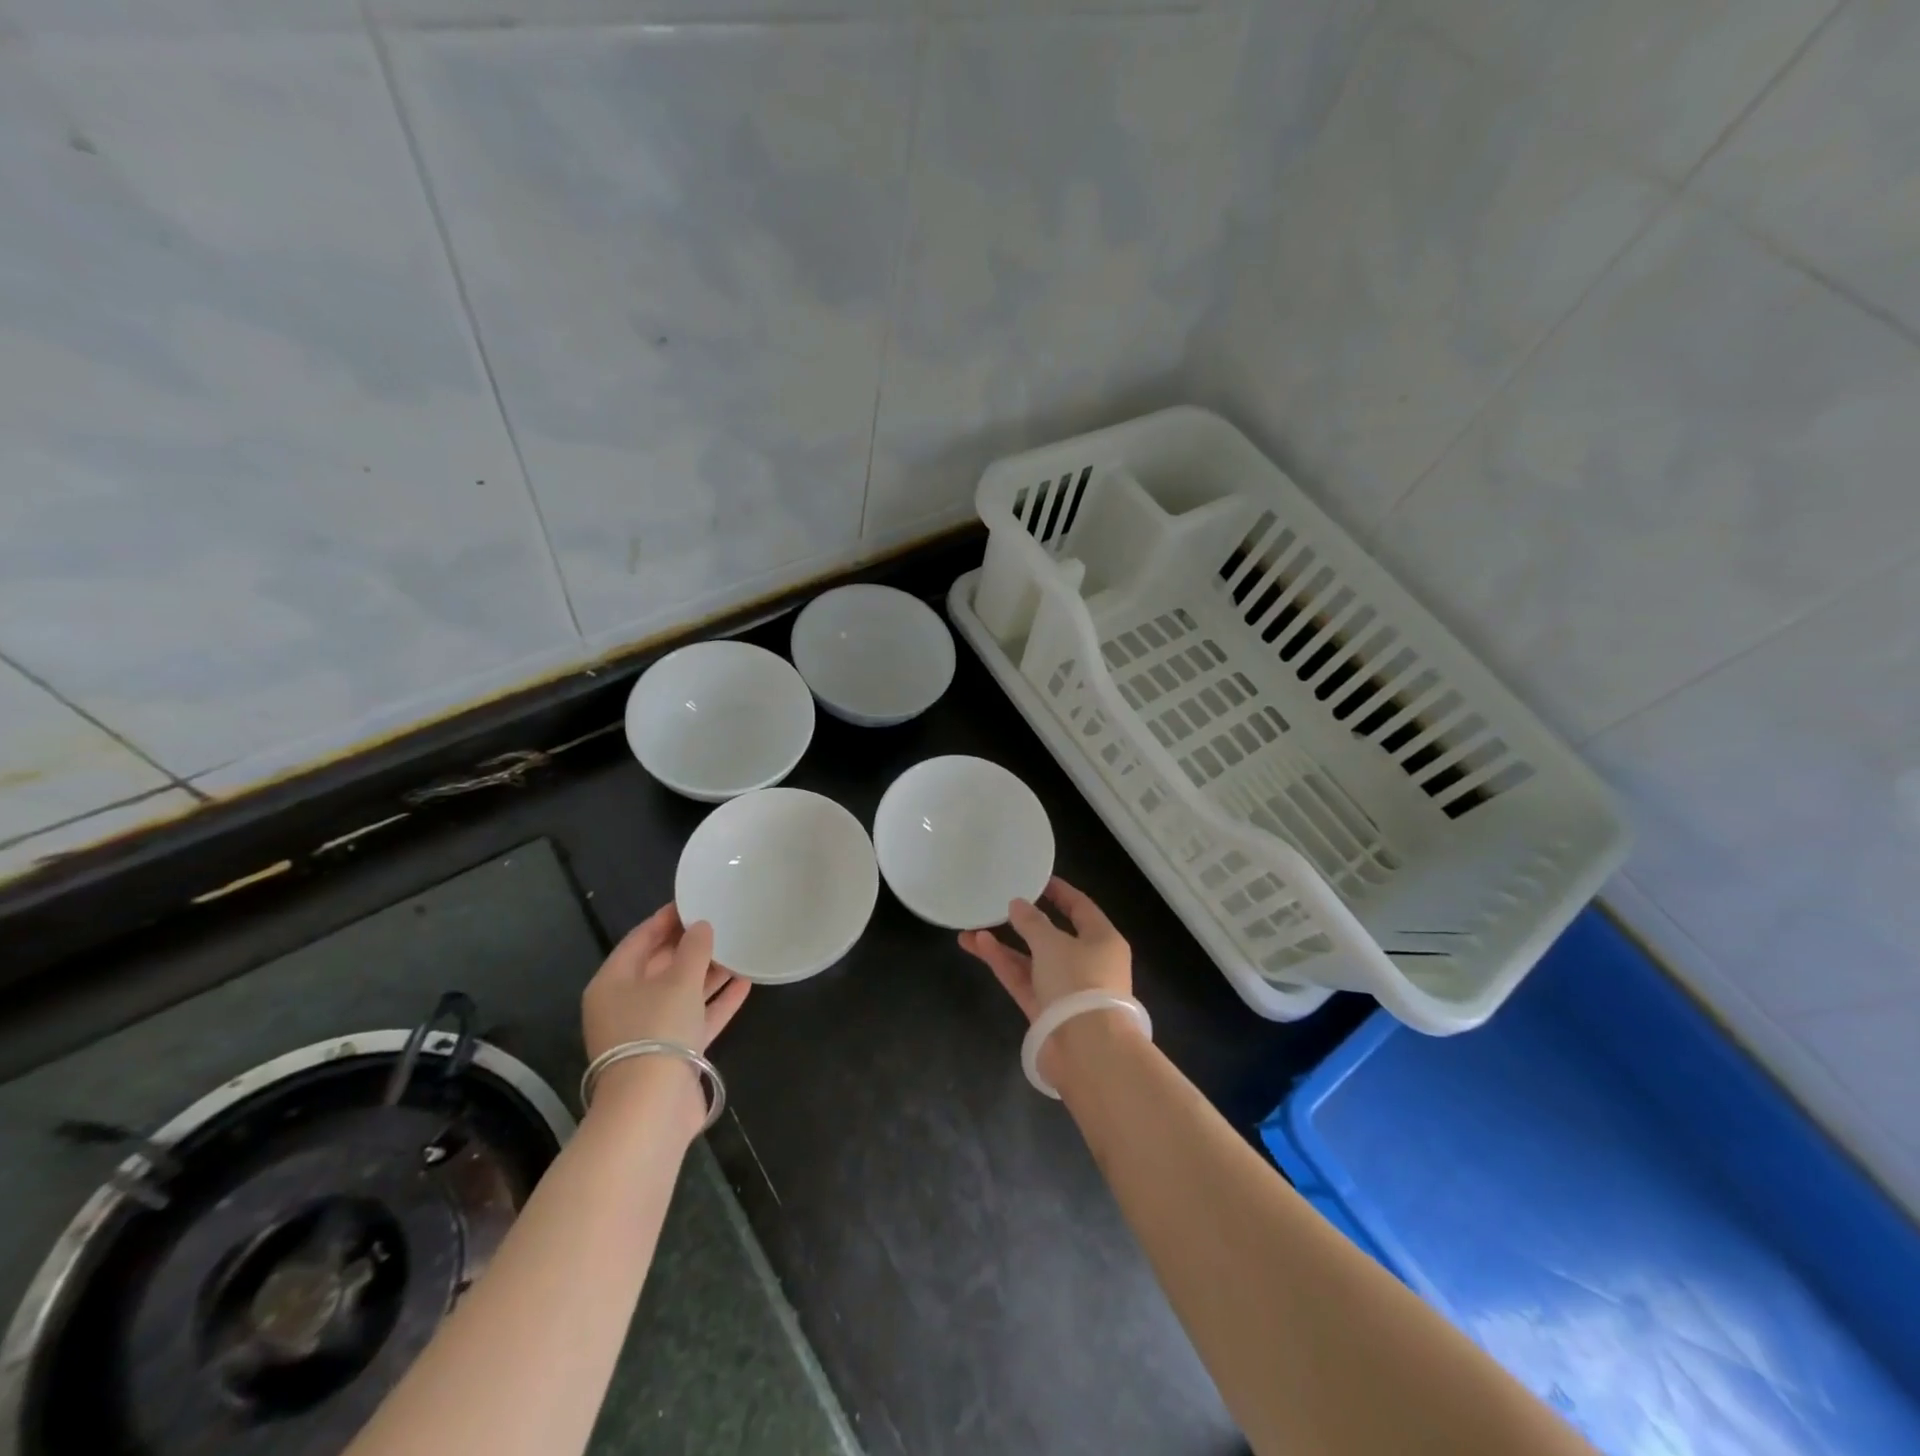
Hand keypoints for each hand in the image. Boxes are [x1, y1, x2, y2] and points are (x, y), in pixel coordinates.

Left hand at [581, 903, 749, 1126]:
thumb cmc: (657, 1029)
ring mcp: (650, 1032)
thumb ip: (693, 948)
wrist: (653, 1107)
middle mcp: (626, 1005)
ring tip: (739, 949)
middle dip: (691, 946)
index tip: (694, 900)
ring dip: (708, 973)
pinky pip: (696, 1018)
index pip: (639, 939)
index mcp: (613, 983)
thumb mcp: (678, 980)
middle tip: (721, 922)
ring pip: (681, 993)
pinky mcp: (673, 1054)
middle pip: (660, 966)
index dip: (666, 919)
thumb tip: (701, 927)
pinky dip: (717, 1002)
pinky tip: (745, 983)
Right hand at [959, 875, 1132, 1019]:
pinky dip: (1004, 964)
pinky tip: (978, 945)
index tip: (1038, 879)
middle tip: (1000, 904)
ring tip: (971, 927)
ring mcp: (1066, 990)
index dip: (1060, 892)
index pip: (1081, 908)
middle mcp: (1088, 963)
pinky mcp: (1046, 1012)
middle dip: (1024, 922)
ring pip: (1032, 960)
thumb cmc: (1079, 982)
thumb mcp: (1052, 944)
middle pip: (1053, 936)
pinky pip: (1023, 980)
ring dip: (1005, 945)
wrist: (1086, 1050)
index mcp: (1103, 940)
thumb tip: (1017, 904)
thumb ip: (1032, 922)